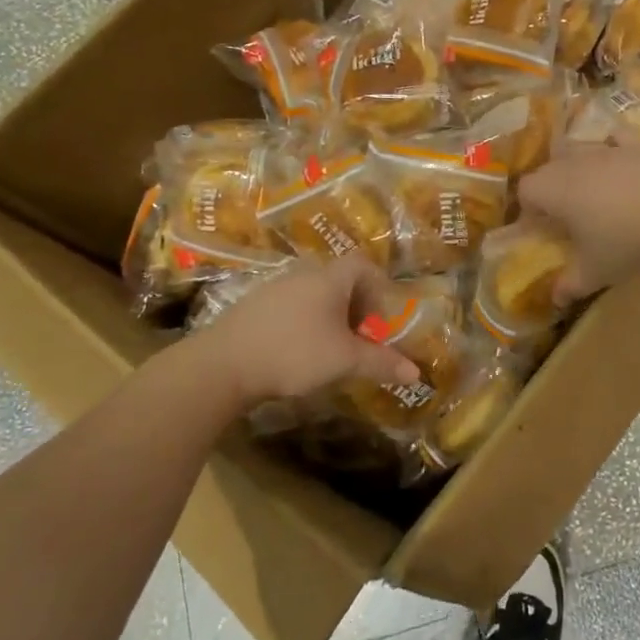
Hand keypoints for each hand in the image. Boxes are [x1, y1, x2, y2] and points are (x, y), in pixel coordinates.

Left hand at [192, 256, 421, 406]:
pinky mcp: (252, 305)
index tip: (383, 315)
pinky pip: (291, 305)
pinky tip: (297, 351)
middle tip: (362, 336)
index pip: (362, 265)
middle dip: (356, 306)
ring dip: (329, 315)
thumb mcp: (344, 360)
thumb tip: (416, 373)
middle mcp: (302, 273)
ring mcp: (274, 287)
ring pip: (313, 293)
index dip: (379, 286)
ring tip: (332, 347)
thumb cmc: (294, 353)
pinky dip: (304, 321)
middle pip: (339, 279)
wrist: (223, 364)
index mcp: (329, 278)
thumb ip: (381, 363)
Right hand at [517, 146, 639, 304]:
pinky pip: (615, 138)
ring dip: (574, 167)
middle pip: (548, 168)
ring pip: (577, 149)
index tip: (541, 230)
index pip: (526, 190)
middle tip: (563, 215)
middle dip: (548, 189)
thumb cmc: (629, 243)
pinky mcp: (637, 146)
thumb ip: (570, 285)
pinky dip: (611, 146)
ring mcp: (608, 150)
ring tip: (589, 191)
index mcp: (557, 191)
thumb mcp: (595, 272)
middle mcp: (575, 163)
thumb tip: (555, 299)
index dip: (528, 210)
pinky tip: (618, 160)